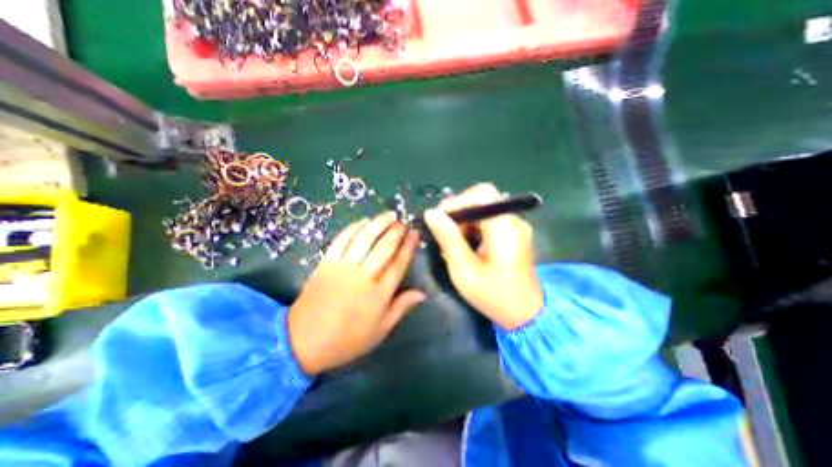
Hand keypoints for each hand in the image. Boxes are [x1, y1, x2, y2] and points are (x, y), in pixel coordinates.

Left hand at [289, 211, 427, 374]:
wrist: (303, 341)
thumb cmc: (347, 339)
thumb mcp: (380, 330)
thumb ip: (401, 308)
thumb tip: (422, 293)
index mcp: (379, 294)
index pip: (399, 264)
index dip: (408, 247)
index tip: (415, 233)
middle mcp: (364, 276)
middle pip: (384, 248)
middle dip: (396, 232)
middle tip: (403, 221)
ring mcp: (343, 267)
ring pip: (364, 239)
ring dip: (378, 224)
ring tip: (389, 215)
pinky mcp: (326, 263)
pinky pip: (341, 241)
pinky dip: (353, 228)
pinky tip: (363, 221)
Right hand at [424, 182, 547, 327]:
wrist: (526, 315)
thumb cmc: (494, 296)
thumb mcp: (464, 270)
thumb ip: (448, 239)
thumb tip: (431, 213)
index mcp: (505, 227)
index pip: (482, 194)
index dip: (458, 201)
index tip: (440, 220)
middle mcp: (513, 221)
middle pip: (481, 200)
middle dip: (458, 214)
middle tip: (444, 235)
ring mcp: (515, 227)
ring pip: (482, 211)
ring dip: (463, 223)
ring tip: (452, 245)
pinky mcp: (512, 234)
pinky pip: (488, 222)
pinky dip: (472, 229)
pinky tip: (465, 248)